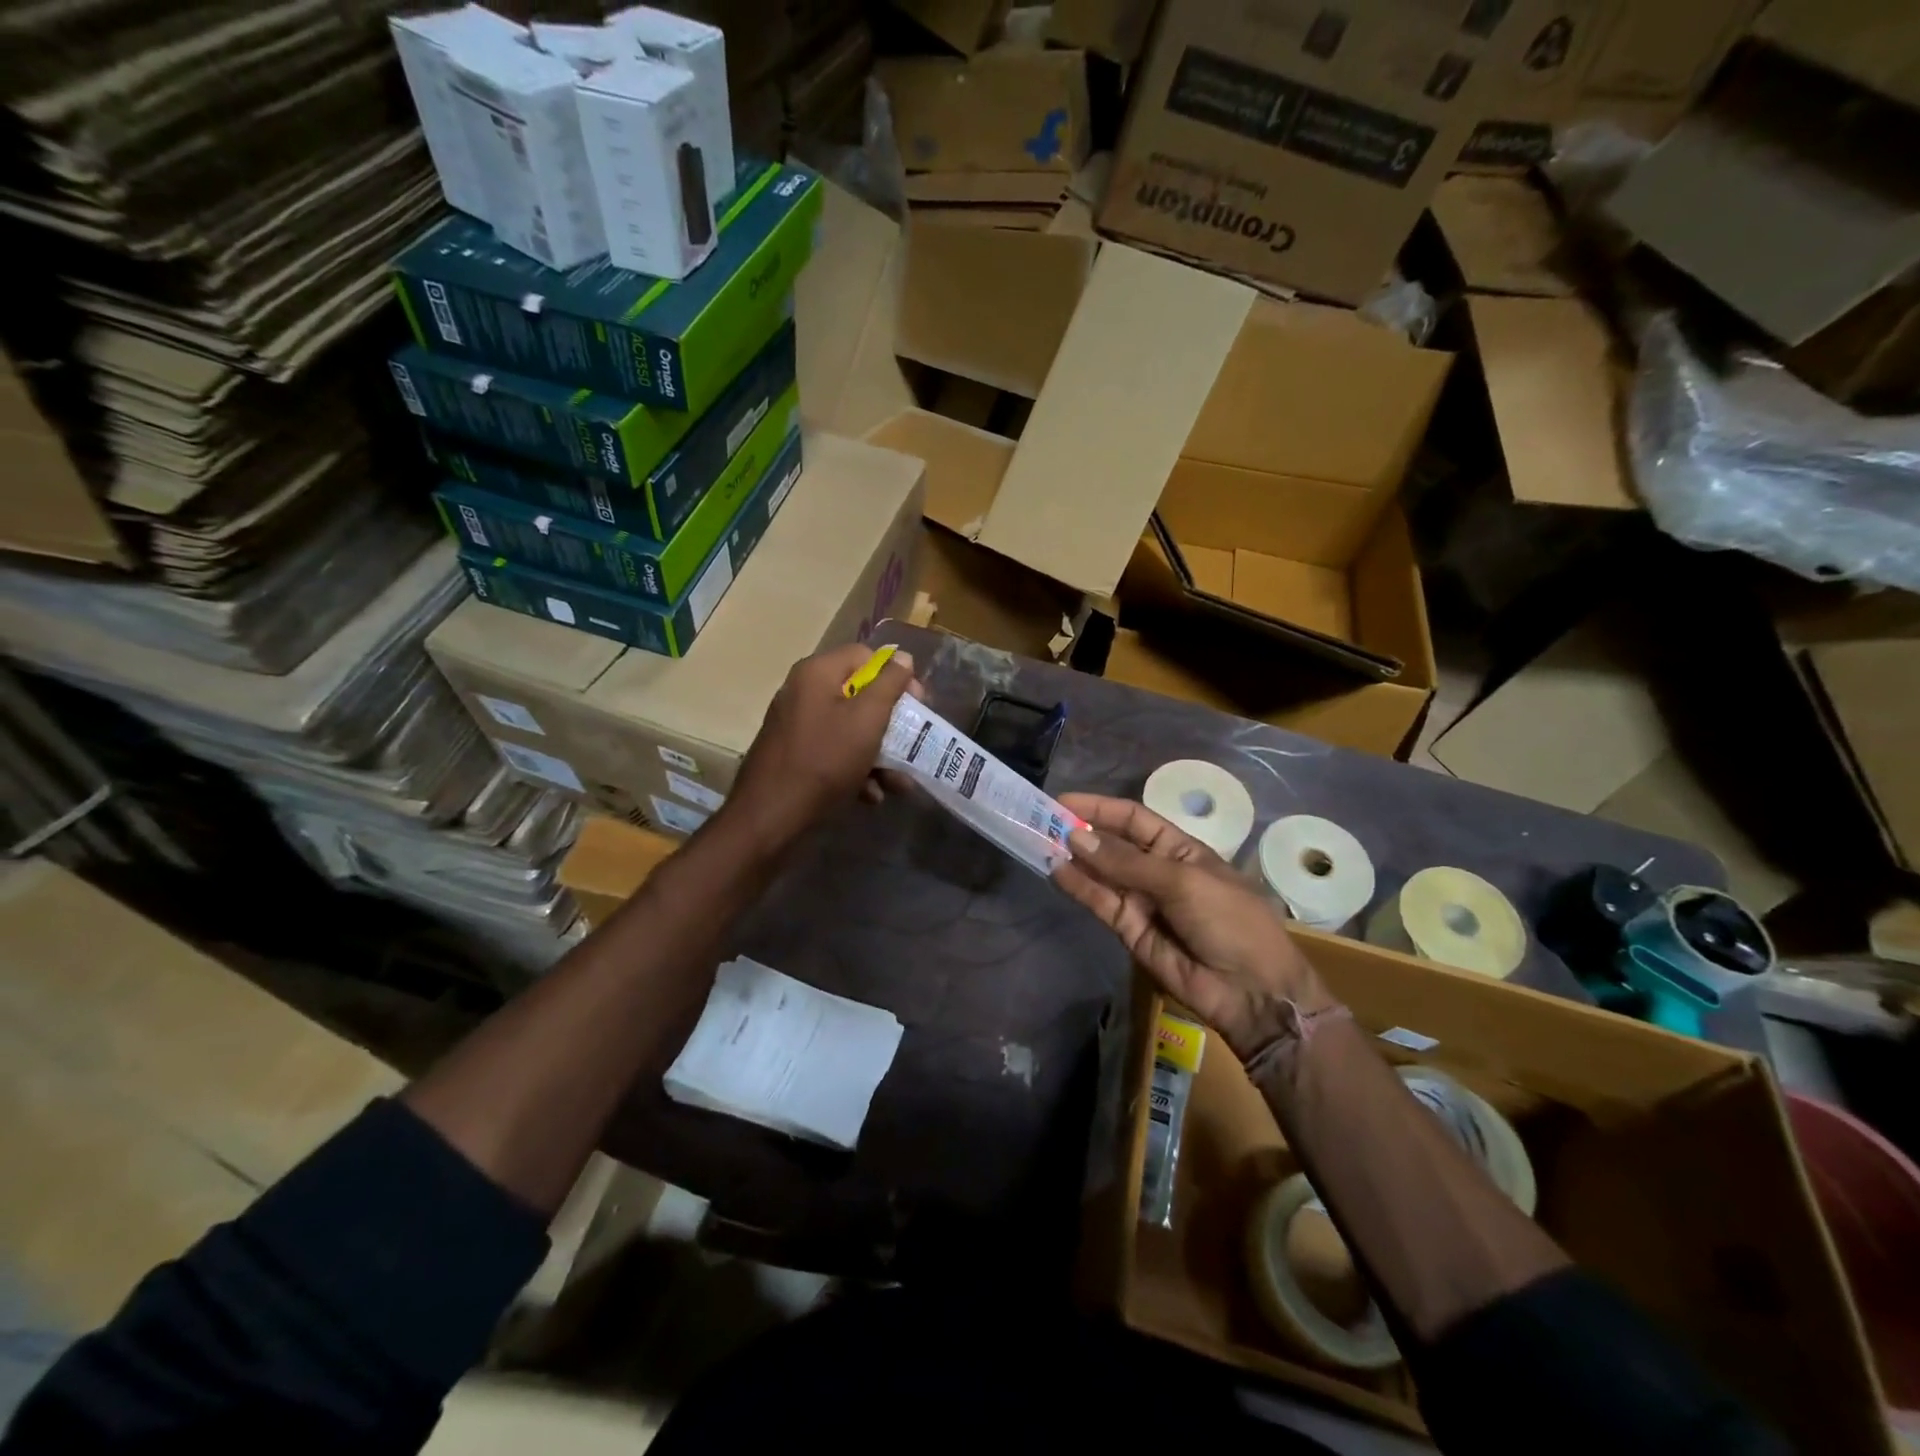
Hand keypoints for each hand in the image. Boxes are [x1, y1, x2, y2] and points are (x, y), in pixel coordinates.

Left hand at [726, 645, 919, 843]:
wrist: (771, 815)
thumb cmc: (825, 760)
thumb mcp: (867, 719)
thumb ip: (889, 684)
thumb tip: (903, 657)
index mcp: (818, 673)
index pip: (866, 656)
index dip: (896, 676)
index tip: (916, 704)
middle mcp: (803, 691)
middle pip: (860, 694)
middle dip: (891, 723)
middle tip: (912, 742)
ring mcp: (797, 724)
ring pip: (850, 728)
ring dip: (879, 753)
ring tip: (898, 783)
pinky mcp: (795, 754)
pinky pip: (834, 751)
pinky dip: (856, 769)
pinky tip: (871, 794)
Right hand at [1052, 794, 1326, 1060]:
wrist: (1251, 991)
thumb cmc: (1230, 921)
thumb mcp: (1182, 881)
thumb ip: (1126, 862)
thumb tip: (1077, 838)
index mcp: (1180, 849)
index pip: (1133, 818)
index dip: (1101, 808)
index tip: (1064, 800)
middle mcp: (1157, 870)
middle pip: (1112, 844)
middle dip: (1081, 832)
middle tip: (1041, 821)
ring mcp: (1142, 901)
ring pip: (1100, 873)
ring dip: (1073, 858)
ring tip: (1039, 842)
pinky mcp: (1129, 930)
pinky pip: (1100, 903)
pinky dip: (1078, 887)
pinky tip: (1056, 871)